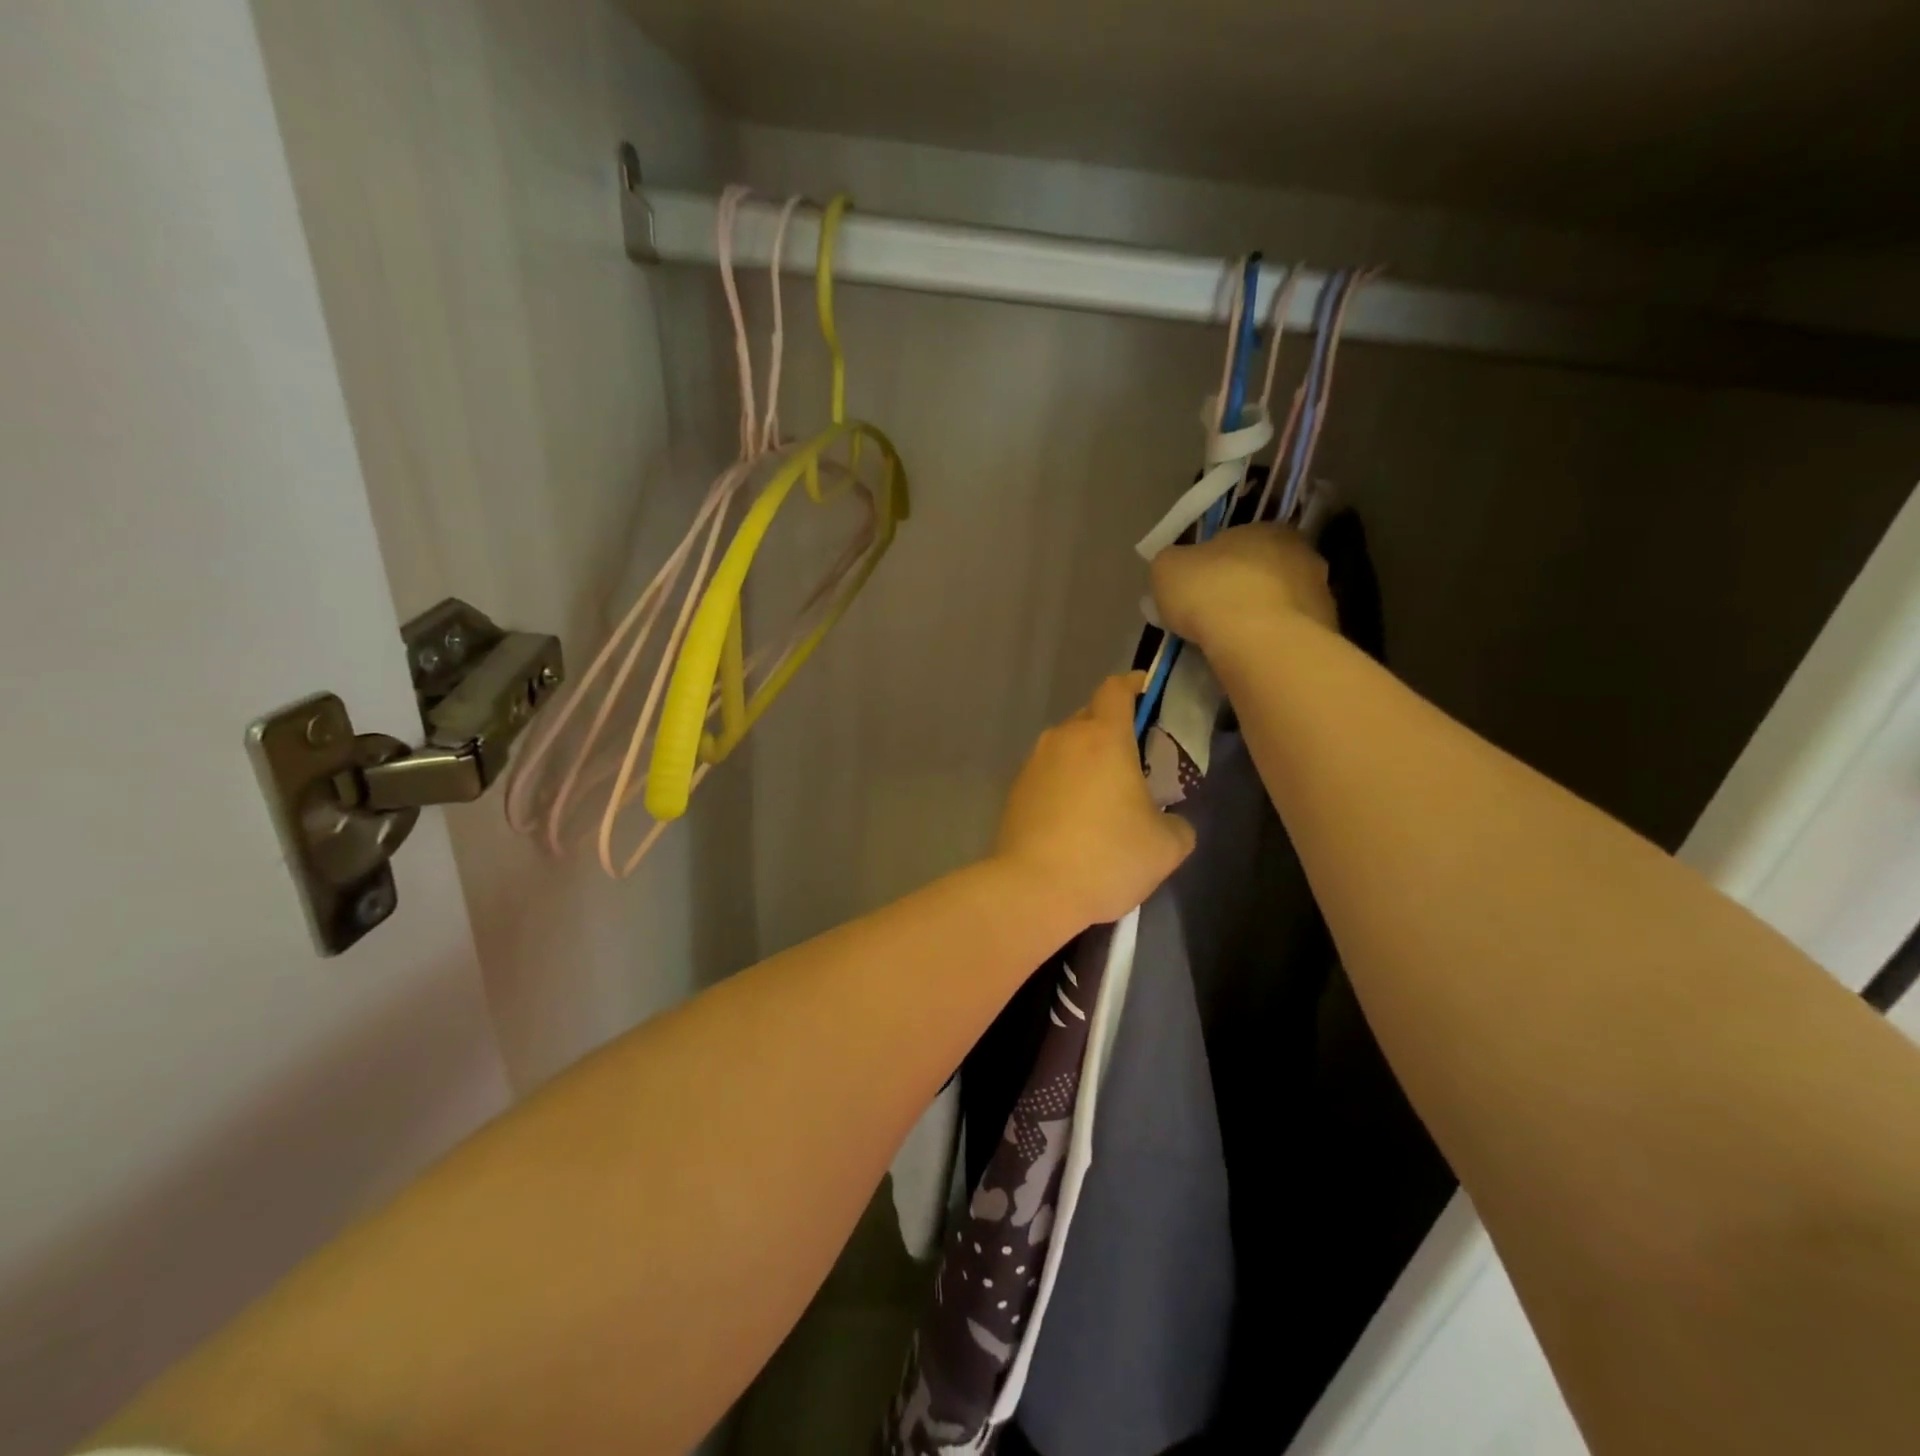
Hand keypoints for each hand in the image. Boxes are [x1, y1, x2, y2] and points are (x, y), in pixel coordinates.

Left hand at [992, 673, 1197, 927]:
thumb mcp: (1167, 846)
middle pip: (1091, 716)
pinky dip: (1065, 783)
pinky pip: (1048, 774)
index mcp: (1103, 736)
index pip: (1116, 688)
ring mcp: (1033, 763)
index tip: (1148, 694)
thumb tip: (1169, 821)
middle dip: (1114, 729)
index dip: (1134, 685)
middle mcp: (1064, 738)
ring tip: (1106, 795)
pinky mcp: (1015, 791)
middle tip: (1136, 760)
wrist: (1032, 890)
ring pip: (1067, 746)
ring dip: (1087, 759)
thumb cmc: (1106, 857)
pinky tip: (1076, 819)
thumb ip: (1178, 823)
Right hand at [1149, 523, 1337, 651]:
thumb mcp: (1167, 569)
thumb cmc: (1211, 593)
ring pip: (1281, 602)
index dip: (1213, 563)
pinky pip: (1290, 633)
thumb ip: (1172, 562)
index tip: (1196, 587)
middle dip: (1241, 588)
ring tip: (1231, 643)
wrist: (1259, 643)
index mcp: (1268, 528)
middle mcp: (1303, 553)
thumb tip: (1177, 567)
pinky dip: (1272, 642)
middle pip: (1263, 570)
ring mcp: (1321, 593)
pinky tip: (1252, 657)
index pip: (1238, 540)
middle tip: (1212, 615)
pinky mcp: (1327, 631)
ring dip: (1260, 616)